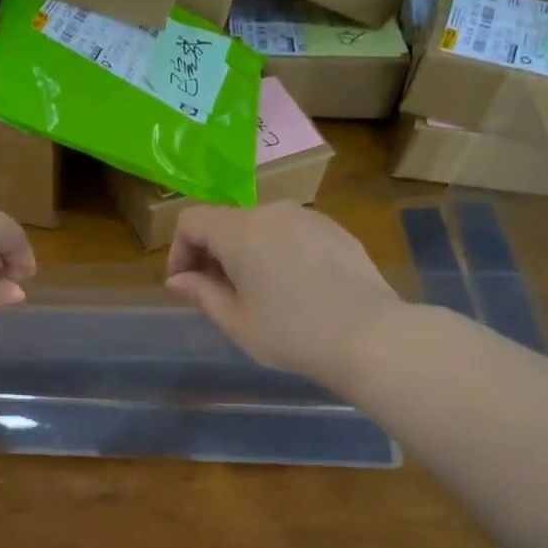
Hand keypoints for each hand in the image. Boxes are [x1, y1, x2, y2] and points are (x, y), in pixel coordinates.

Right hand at [164, 202, 401, 388]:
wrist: (369, 335)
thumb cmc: (291, 333)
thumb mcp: (236, 321)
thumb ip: (201, 292)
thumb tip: (177, 280)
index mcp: (240, 231)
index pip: (191, 222)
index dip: (179, 251)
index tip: (185, 286)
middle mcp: (272, 212)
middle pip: (226, 222)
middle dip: (211, 254)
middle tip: (217, 295)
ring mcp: (308, 217)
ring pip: (259, 227)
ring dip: (245, 253)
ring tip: (256, 293)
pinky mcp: (334, 229)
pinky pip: (290, 233)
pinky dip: (276, 252)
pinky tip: (292, 288)